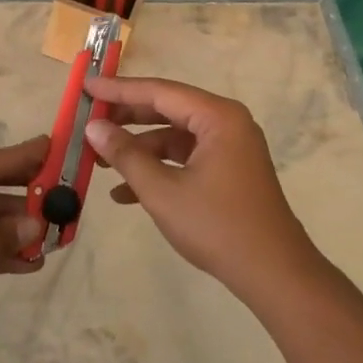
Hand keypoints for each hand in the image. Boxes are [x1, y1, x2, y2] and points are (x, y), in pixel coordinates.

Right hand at [82, 76, 324, 301]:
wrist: (275, 275)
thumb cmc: (218, 227)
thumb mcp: (162, 191)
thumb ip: (126, 155)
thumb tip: (94, 128)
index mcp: (217, 117)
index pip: (158, 91)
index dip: (118, 89)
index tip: (86, 87)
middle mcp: (226, 123)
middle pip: (166, 109)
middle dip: (125, 118)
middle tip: (88, 120)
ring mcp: (229, 148)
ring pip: (173, 136)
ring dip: (138, 148)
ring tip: (99, 161)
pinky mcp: (228, 171)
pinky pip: (185, 158)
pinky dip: (157, 169)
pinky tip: (124, 193)